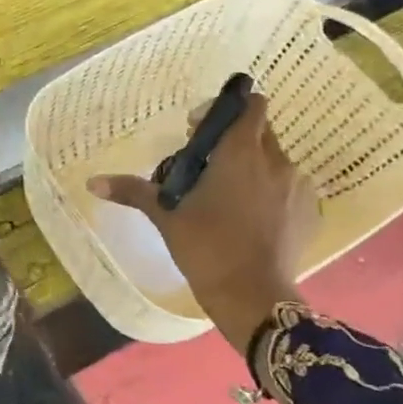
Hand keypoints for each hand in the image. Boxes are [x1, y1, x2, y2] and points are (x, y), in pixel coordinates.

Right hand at [87, 92, 318, 354]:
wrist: (253, 297)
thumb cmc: (207, 248)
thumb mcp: (166, 216)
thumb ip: (133, 191)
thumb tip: (92, 182)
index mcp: (240, 153)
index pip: (250, 105)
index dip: (225, 109)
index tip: (198, 132)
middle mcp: (276, 162)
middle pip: (260, 130)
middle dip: (234, 138)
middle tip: (205, 164)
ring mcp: (297, 188)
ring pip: (274, 160)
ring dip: (252, 165)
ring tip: (226, 194)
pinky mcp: (309, 212)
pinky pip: (288, 187)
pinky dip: (269, 191)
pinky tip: (249, 217)